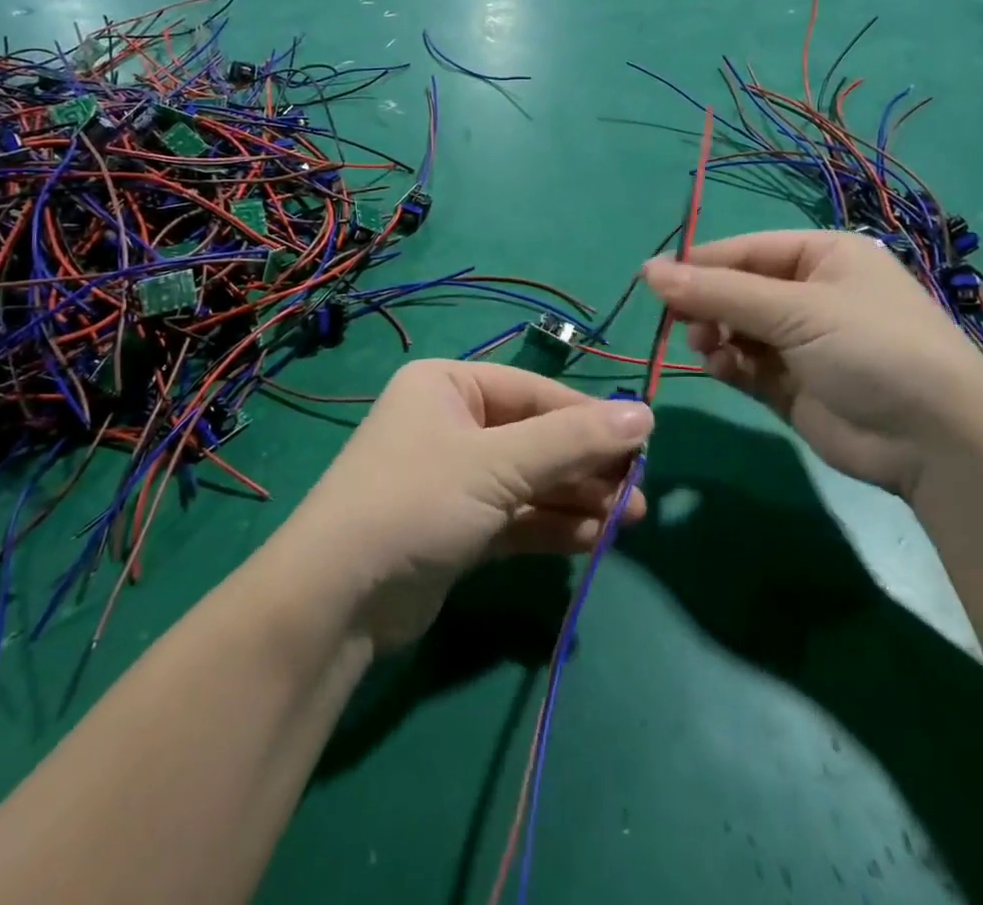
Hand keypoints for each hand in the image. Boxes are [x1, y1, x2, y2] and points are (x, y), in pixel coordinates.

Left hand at [283, 360, 651, 650]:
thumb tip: (645, 414)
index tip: (644, 442)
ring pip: (530, 480)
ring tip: (630, 519)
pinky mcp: (458, 527)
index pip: (535, 393)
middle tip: (639, 492)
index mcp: (449, 385)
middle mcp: (451, 423)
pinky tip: (596, 538)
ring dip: (577, 498)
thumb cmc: (417, 500)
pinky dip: (553, 525)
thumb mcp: (498, 464)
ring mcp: (454, 478)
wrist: (337, 598)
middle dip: (586, 465)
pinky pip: (516, 516)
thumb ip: (572, 442)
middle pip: (535, 437)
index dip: (589, 418)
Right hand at [643, 231, 982, 498]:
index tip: (653, 278)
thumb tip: (649, 271)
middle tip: (679, 320)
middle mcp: (811, 294)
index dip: (700, 263)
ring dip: (715, 334)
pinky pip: (746, 365)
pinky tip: (722, 369)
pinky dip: (729, 365)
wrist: (937, 442)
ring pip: (736, 328)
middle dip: (707, 303)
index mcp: (823, 257)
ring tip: (706, 347)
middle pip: (738, 289)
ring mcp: (802, 342)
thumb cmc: (872, 348)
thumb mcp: (796, 310)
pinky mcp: (792, 385)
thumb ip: (718, 292)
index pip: (746, 250)